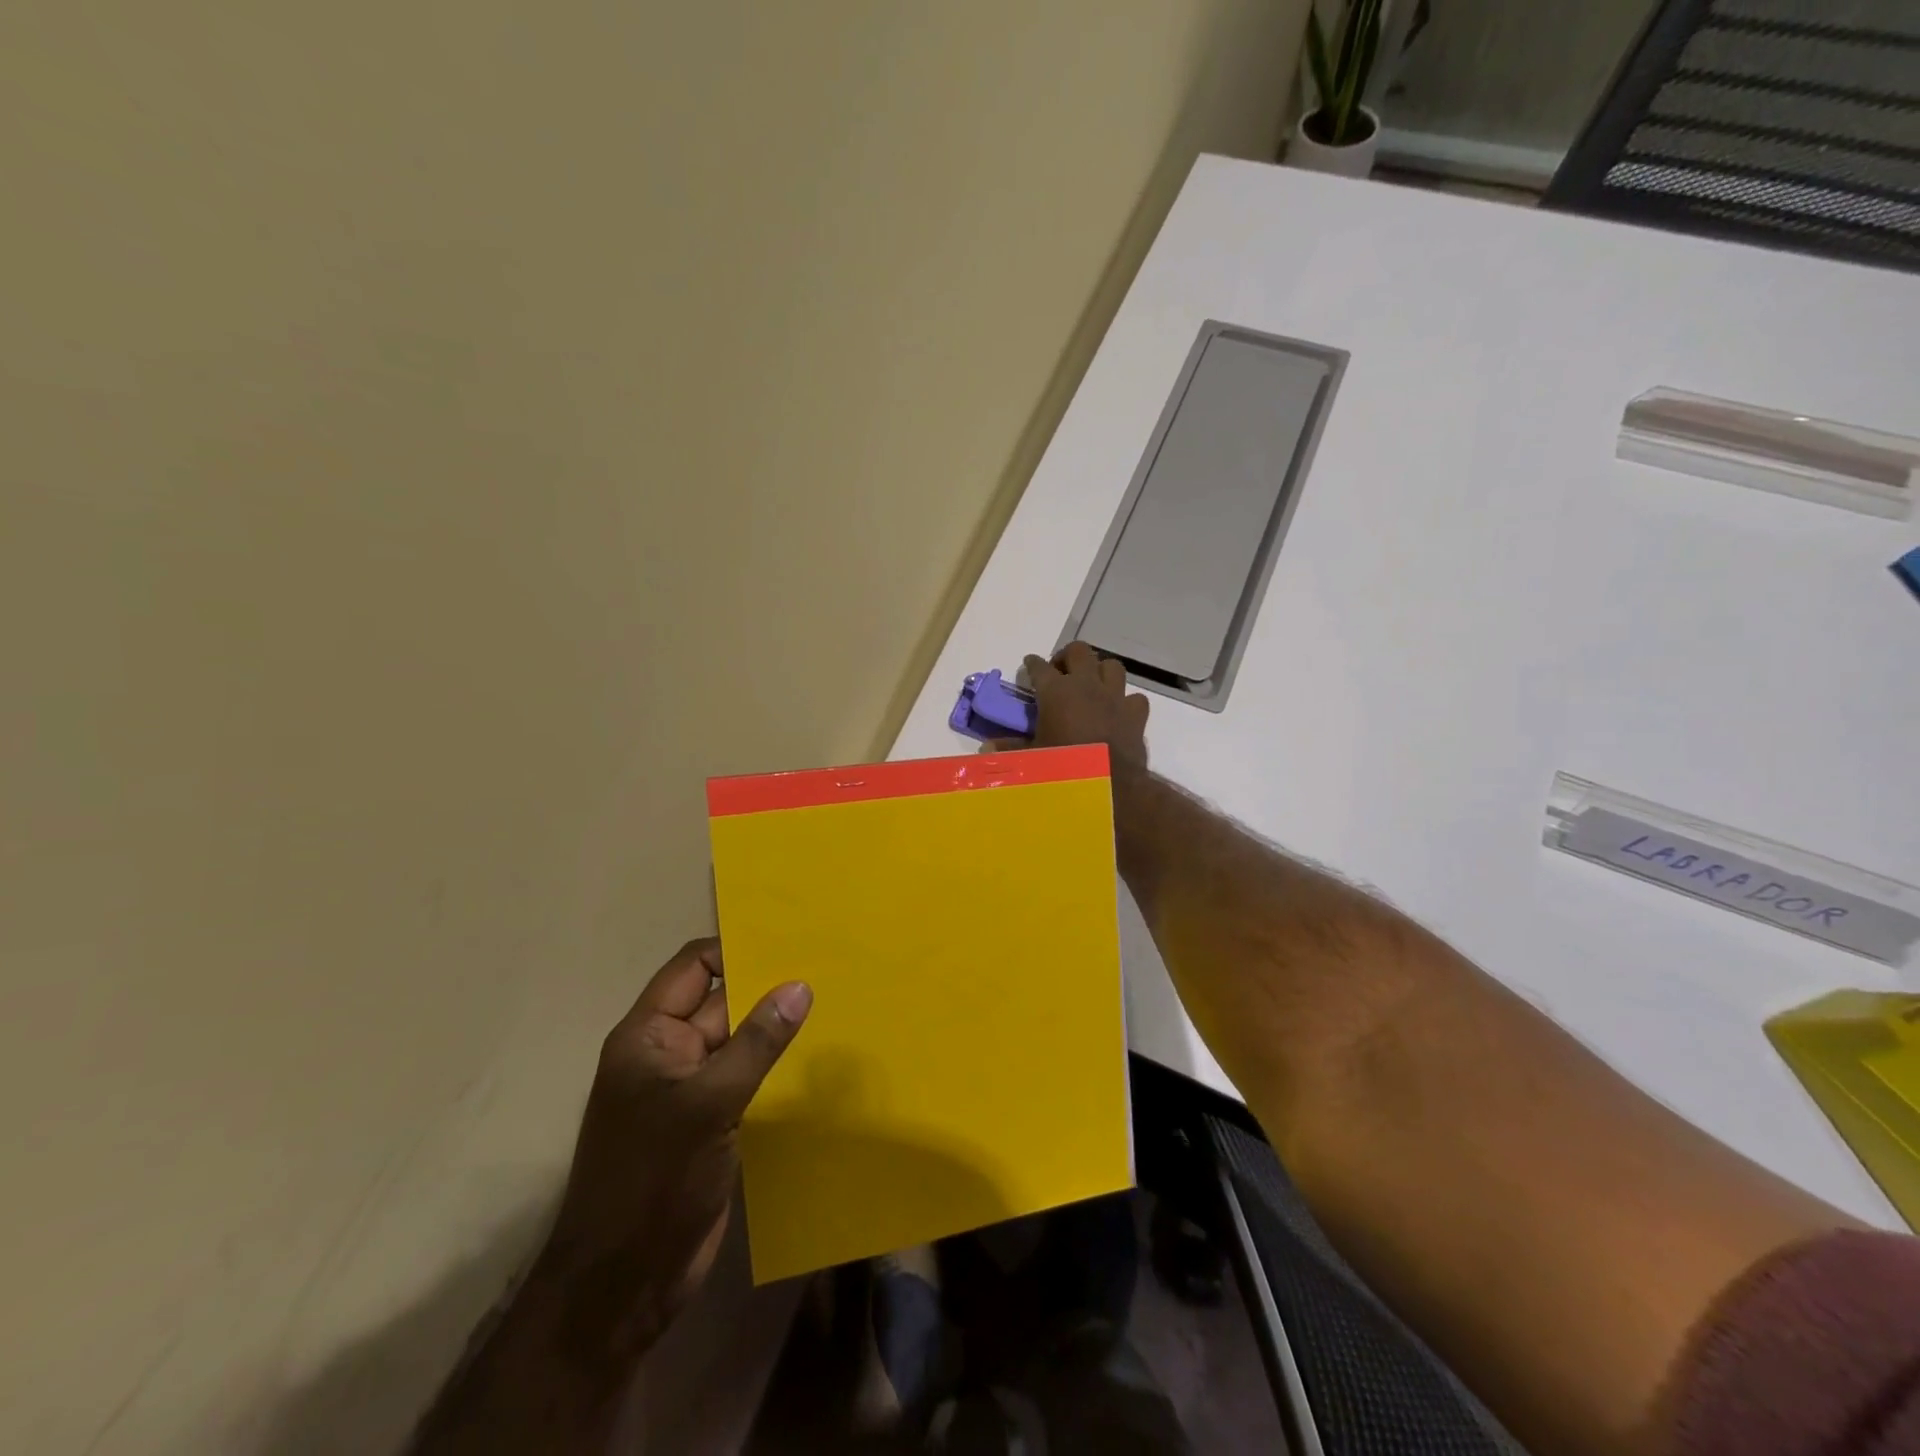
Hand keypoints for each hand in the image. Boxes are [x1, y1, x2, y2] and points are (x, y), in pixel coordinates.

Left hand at [533, 938, 810, 1358]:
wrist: (623, 1286)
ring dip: (777, 1027)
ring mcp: (691, 1090)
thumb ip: (756, 1042)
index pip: (694, 968)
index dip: (736, 950)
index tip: (791, 941)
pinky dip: (778, 1065)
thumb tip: (799, 986)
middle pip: (722, 1001)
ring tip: (835, 1004)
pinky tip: (820, 1058)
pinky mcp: (713, 1122)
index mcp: (649, 1035)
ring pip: (740, 1040)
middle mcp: (669, 1054)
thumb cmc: (652, 1181)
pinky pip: (749, 1077)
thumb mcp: (707, 1104)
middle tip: (828, 966)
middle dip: (768, 985)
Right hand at [1016, 642, 1150, 775]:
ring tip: (1091, 684)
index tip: (1029, 664)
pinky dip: (1125, 701)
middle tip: (1060, 671)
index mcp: (1056, 691)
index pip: (1039, 666)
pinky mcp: (1135, 714)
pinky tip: (1118, 710)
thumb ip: (1011, 749)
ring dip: (1100, 671)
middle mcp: (1087, 685)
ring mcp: (1115, 697)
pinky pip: (1134, 697)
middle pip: (1079, 651)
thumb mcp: (1032, 759)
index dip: (1032, 664)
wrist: (1110, 786)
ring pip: (1111, 665)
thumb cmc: (1063, 768)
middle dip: (1067, 656)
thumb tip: (987, 748)